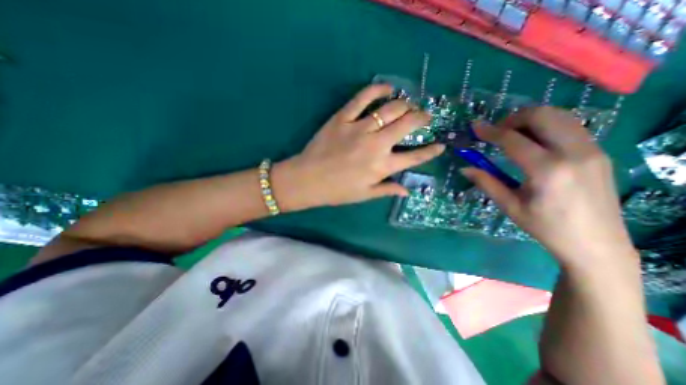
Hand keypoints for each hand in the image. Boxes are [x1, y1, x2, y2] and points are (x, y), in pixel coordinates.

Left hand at [273, 83, 444, 210]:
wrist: (307, 180)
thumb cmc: (337, 191)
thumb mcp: (364, 195)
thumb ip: (387, 190)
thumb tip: (407, 191)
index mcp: (382, 167)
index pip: (415, 157)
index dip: (431, 151)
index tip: (440, 145)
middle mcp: (376, 145)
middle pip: (407, 125)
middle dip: (422, 118)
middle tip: (424, 117)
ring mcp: (359, 128)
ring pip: (391, 109)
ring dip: (404, 105)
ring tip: (408, 106)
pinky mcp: (343, 118)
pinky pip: (363, 97)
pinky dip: (377, 89)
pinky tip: (386, 88)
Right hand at [464, 105, 640, 267]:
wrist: (596, 244)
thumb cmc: (546, 227)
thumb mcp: (510, 206)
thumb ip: (487, 182)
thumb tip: (464, 168)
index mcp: (547, 170)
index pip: (513, 140)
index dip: (490, 131)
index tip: (475, 127)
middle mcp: (574, 153)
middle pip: (542, 116)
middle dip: (513, 118)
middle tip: (496, 132)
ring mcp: (592, 150)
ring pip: (559, 116)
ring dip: (531, 119)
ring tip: (513, 134)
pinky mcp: (599, 152)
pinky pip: (570, 126)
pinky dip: (547, 125)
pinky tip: (534, 142)